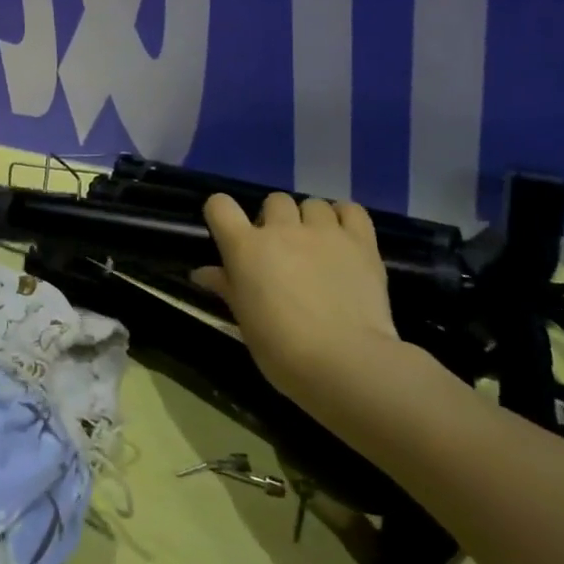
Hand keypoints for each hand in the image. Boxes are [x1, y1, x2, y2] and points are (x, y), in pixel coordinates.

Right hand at [191, 193, 399, 404]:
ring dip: (310, 220)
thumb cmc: (282, 348)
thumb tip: (202, 273)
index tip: (228, 232)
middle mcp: (282, 229)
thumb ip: (226, 288)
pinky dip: (345, 217)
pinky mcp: (361, 242)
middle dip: (275, 220)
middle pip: (274, 201)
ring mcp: (324, 232)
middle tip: (282, 251)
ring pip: (312, 203)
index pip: (219, 205)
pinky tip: (344, 237)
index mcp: (245, 247)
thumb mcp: (244, 321)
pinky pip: (350, 210)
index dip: (221, 214)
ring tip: (317, 246)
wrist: (345, 362)